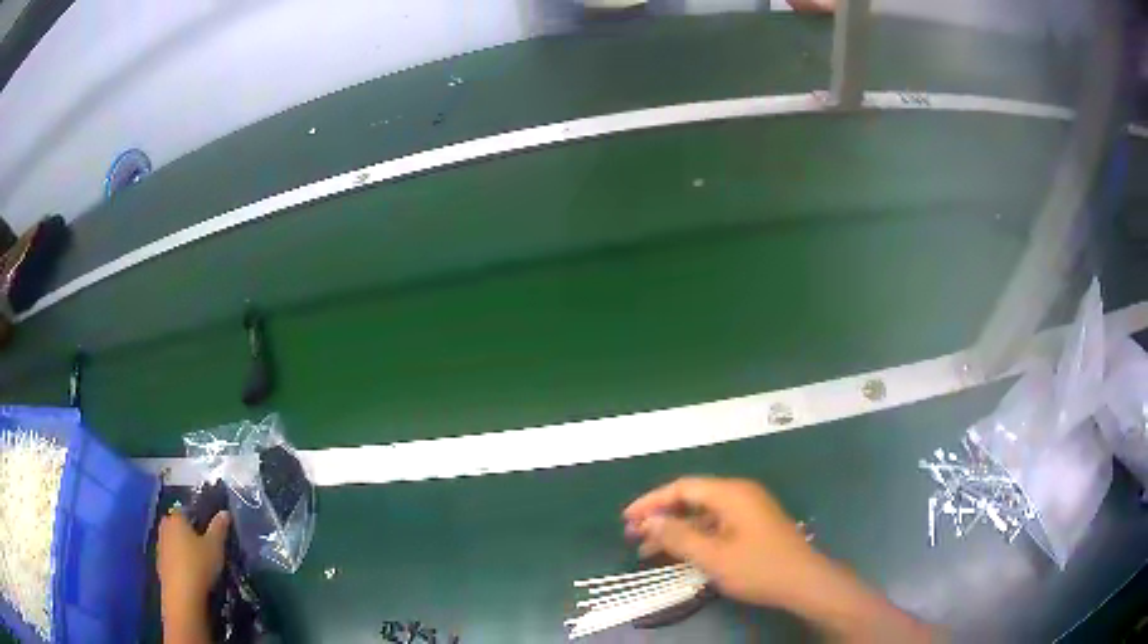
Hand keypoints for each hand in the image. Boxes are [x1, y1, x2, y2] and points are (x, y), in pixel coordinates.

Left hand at [157, 510, 229, 643]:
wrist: (182, 595)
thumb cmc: (199, 565)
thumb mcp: (215, 546)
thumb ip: (219, 528)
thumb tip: (224, 512)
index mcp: (176, 518)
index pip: (187, 511)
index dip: (199, 519)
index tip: (210, 532)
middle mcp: (164, 527)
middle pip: (178, 527)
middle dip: (189, 534)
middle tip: (205, 547)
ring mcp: (160, 547)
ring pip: (174, 543)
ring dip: (184, 550)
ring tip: (200, 563)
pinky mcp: (160, 565)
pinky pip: (172, 559)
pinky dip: (180, 563)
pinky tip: (191, 575)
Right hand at [624, 478, 931, 641]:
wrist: (804, 582)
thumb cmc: (758, 568)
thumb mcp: (714, 556)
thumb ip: (679, 537)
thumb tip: (651, 521)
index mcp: (731, 493)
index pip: (683, 487)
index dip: (651, 501)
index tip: (627, 519)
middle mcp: (739, 494)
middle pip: (692, 498)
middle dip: (661, 516)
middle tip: (632, 535)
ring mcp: (748, 510)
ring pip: (702, 513)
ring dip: (676, 529)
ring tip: (647, 549)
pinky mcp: (752, 525)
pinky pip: (715, 524)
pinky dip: (694, 536)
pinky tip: (679, 553)